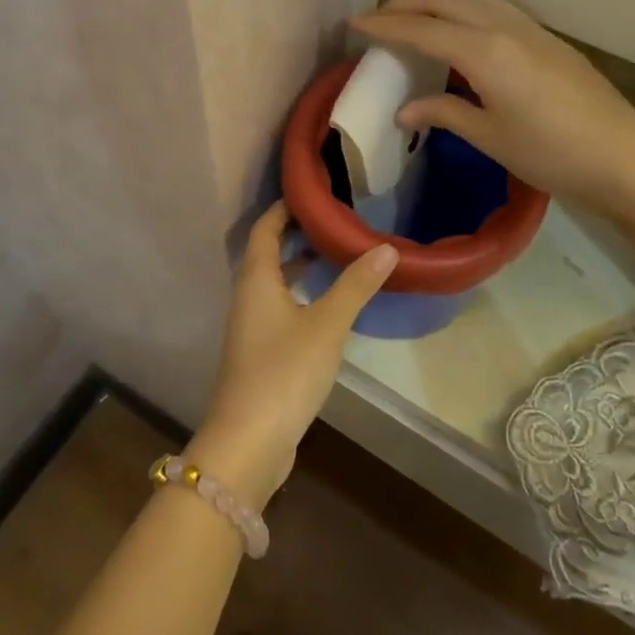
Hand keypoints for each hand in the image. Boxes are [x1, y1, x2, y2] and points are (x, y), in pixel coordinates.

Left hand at [190, 202, 397, 505]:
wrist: (249, 441)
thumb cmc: (284, 371)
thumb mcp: (326, 325)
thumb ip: (355, 285)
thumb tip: (386, 247)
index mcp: (255, 280)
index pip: (264, 229)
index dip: (284, 209)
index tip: (311, 193)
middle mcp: (247, 298)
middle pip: (267, 254)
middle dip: (295, 236)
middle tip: (333, 222)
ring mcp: (251, 329)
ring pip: (273, 284)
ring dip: (298, 268)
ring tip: (335, 257)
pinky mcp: (260, 355)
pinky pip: (279, 310)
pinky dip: (300, 297)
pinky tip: (326, 309)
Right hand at [351, 0, 634, 224]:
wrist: (626, 157)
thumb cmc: (551, 154)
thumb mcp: (491, 137)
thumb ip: (446, 113)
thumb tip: (406, 110)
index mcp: (486, 53)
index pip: (424, 30)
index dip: (385, 25)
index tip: (354, 22)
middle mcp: (507, 28)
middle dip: (410, 0)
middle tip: (380, 10)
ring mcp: (532, 30)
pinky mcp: (549, 39)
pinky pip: (496, 4)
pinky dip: (467, 0)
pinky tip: (462, 16)